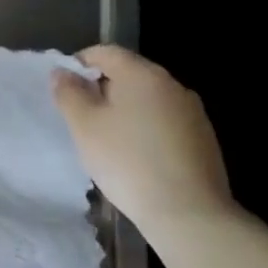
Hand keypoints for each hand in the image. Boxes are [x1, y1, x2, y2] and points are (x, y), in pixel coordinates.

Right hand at [52, 45, 232, 236]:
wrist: (190, 215)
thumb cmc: (128, 162)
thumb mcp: (84, 125)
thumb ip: (68, 92)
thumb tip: (63, 72)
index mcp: (142, 74)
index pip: (105, 52)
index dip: (79, 64)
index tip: (66, 90)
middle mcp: (172, 84)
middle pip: (128, 73)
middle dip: (102, 89)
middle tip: (83, 118)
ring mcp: (193, 112)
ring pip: (147, 99)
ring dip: (125, 110)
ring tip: (109, 140)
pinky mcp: (204, 139)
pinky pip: (165, 122)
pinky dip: (146, 129)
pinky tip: (138, 157)